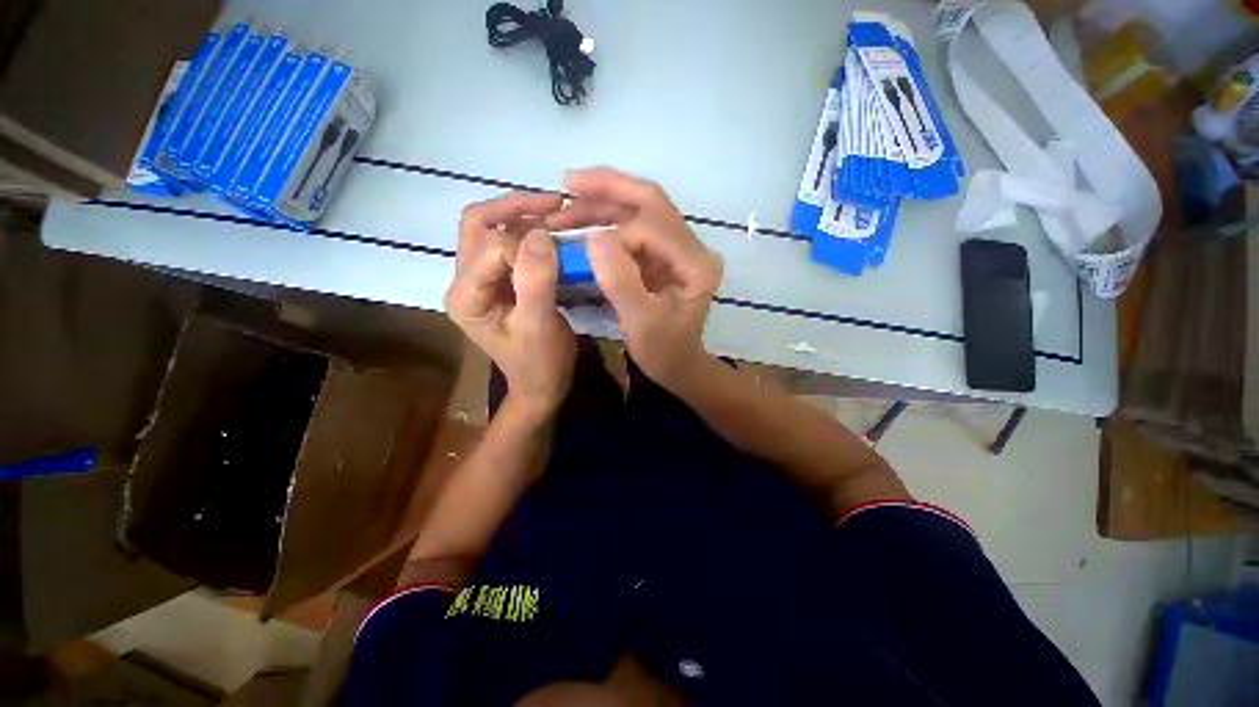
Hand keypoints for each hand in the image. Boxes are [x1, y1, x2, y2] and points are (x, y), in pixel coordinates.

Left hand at [446, 193, 576, 415]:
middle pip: (478, 225)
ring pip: (489, 229)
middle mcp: (464, 281)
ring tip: (556, 214)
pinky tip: (551, 234)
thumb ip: (536, 282)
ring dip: (521, 216)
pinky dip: (527, 232)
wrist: (541, 386)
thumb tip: (541, 234)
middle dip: (515, 209)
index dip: (527, 246)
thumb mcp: (539, 327)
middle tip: (555, 204)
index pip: (491, 247)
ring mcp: (479, 280)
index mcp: (466, 295)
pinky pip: (506, 244)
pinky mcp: (497, 282)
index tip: (563, 255)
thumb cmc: (541, 364)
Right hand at [548, 167, 722, 390]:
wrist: (678, 365)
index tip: (583, 252)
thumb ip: (620, 280)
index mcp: (696, 264)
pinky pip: (636, 228)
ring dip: (606, 203)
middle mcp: (692, 248)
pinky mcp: (665, 256)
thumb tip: (594, 236)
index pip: (653, 228)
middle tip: (569, 182)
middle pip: (652, 203)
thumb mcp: (640, 323)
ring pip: (642, 211)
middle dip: (609, 189)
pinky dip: (609, 220)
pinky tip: (585, 219)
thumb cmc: (663, 351)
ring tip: (569, 200)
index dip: (615, 234)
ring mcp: (679, 250)